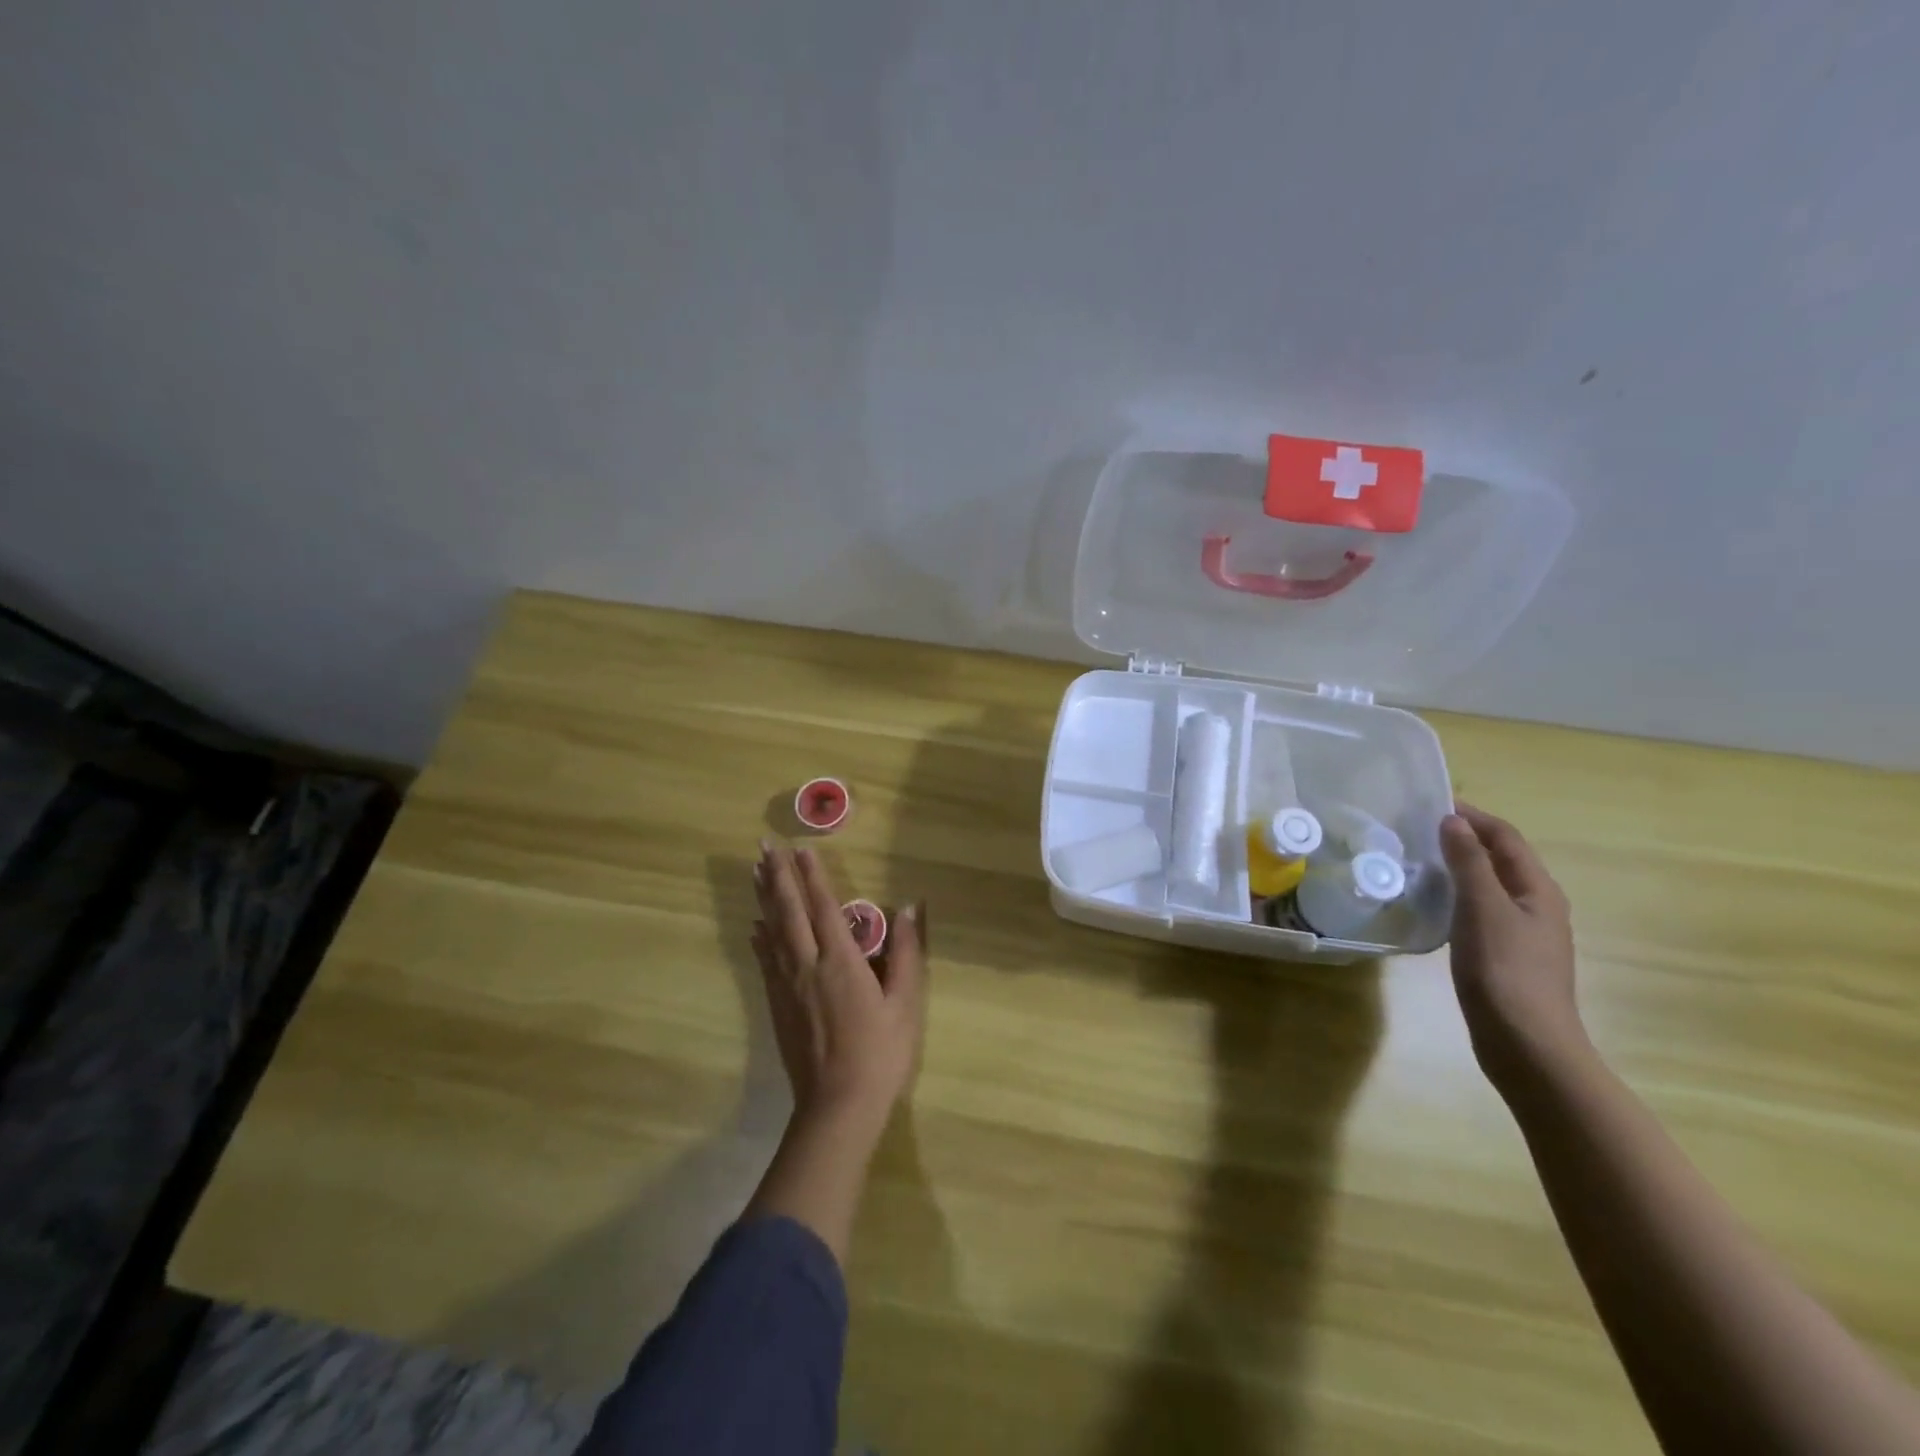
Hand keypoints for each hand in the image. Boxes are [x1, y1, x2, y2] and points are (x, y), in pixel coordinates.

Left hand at [751, 841, 928, 1134]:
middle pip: (789, 912)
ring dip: (764, 898)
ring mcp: (788, 986)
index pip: (824, 907)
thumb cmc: (880, 1054)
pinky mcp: (777, 1006)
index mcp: (841, 961)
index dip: (813, 875)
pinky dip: (760, 937)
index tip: (801, 847)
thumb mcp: (905, 1003)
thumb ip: (907, 952)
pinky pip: (765, 961)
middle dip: (778, 876)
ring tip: (754, 871)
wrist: (837, 1107)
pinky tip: (755, 926)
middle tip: (764, 844)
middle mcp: (808, 965)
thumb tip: (909, 906)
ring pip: (773, 931)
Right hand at [1441, 804, 1585, 1088]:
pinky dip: (1457, 896)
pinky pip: (1480, 910)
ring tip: (1418, 861)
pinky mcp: (1505, 955)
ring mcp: (1523, 933)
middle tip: (1416, 830)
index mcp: (1538, 890)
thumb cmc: (1505, 970)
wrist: (1526, 1044)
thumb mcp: (1483, 909)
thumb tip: (1453, 821)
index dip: (1473, 816)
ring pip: (1489, 885)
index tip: (1430, 803)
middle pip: (1501, 859)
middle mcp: (1537, 906)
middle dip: (1464, 838)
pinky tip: (1432, 905)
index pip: (1506, 837)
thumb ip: (1469, 862)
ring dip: (1458, 867)